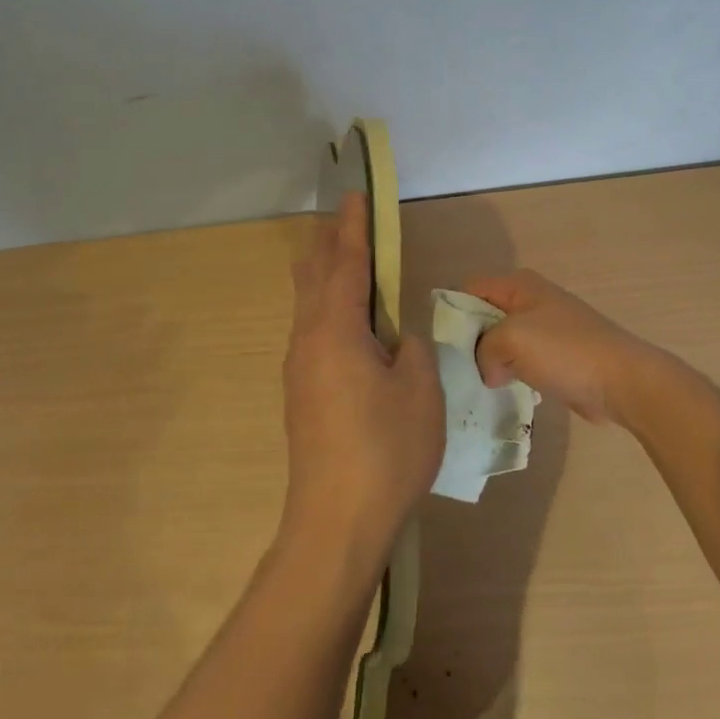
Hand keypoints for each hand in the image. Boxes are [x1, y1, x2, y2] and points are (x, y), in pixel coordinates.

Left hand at [279, 194, 442, 573]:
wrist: (336, 523)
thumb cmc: (385, 450)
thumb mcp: (420, 391)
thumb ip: (411, 350)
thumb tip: (396, 339)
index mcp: (336, 330)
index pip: (346, 263)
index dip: (354, 227)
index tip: (356, 195)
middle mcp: (308, 340)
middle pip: (315, 276)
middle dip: (330, 244)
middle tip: (348, 220)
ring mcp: (299, 369)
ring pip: (308, 304)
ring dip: (324, 274)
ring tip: (343, 260)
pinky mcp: (301, 394)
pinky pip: (311, 330)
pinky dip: (326, 306)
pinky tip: (343, 320)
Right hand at [464, 270, 672, 424]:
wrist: (622, 381)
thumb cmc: (565, 351)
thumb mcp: (511, 339)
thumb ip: (484, 349)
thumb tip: (489, 370)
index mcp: (519, 285)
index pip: (470, 289)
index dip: (454, 313)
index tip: (445, 346)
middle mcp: (531, 300)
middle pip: (485, 316)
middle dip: (472, 342)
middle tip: (459, 371)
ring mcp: (546, 329)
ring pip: (503, 342)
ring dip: (493, 363)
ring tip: (479, 386)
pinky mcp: (557, 357)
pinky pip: (522, 362)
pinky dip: (513, 375)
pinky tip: (508, 394)